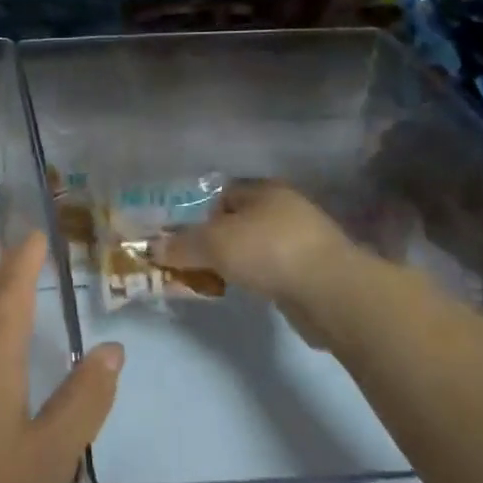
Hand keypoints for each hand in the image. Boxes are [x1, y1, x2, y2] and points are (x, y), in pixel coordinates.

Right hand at [149, 179, 353, 306]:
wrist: (330, 292)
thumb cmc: (268, 251)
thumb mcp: (213, 243)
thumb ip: (181, 245)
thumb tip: (152, 248)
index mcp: (264, 190)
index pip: (221, 195)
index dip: (196, 214)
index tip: (179, 238)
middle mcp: (284, 209)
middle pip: (237, 222)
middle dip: (213, 241)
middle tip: (190, 261)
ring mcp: (302, 240)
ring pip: (253, 247)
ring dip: (234, 261)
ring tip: (211, 279)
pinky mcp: (311, 271)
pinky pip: (269, 270)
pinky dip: (254, 278)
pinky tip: (242, 291)